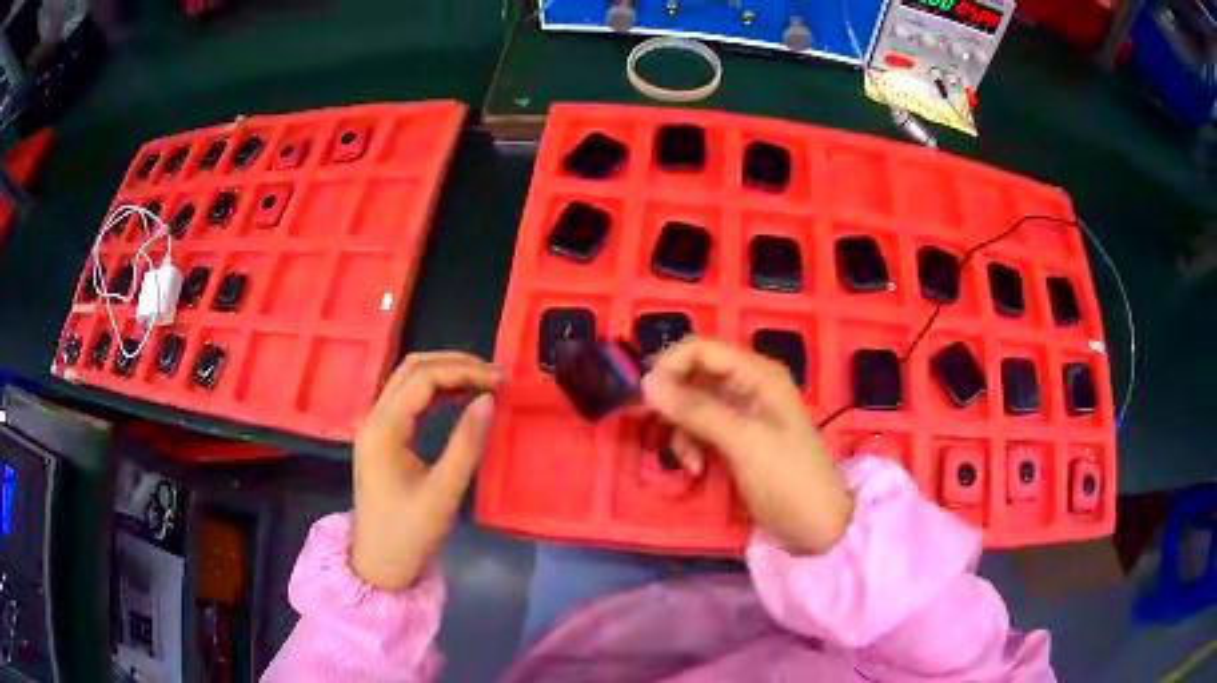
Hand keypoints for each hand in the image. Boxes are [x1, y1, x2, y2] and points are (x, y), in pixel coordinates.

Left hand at [351, 352, 500, 590]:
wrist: (379, 563)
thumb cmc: (410, 532)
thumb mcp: (444, 491)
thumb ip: (466, 443)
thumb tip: (489, 400)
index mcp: (384, 427)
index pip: (423, 378)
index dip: (463, 371)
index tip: (499, 381)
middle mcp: (374, 417)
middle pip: (412, 369)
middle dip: (454, 364)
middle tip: (493, 375)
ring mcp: (375, 427)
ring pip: (408, 381)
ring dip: (444, 375)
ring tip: (482, 383)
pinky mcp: (381, 439)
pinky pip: (407, 401)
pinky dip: (434, 393)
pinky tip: (458, 400)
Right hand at [641, 337, 853, 554]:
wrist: (817, 526)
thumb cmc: (787, 479)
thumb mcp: (743, 442)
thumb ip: (697, 410)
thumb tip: (647, 381)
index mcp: (758, 374)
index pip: (701, 350)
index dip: (670, 367)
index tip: (645, 398)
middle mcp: (749, 385)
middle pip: (694, 377)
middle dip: (674, 404)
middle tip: (655, 430)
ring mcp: (743, 413)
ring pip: (692, 405)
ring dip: (682, 431)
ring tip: (688, 462)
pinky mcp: (736, 438)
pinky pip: (701, 429)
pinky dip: (692, 446)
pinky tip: (696, 469)